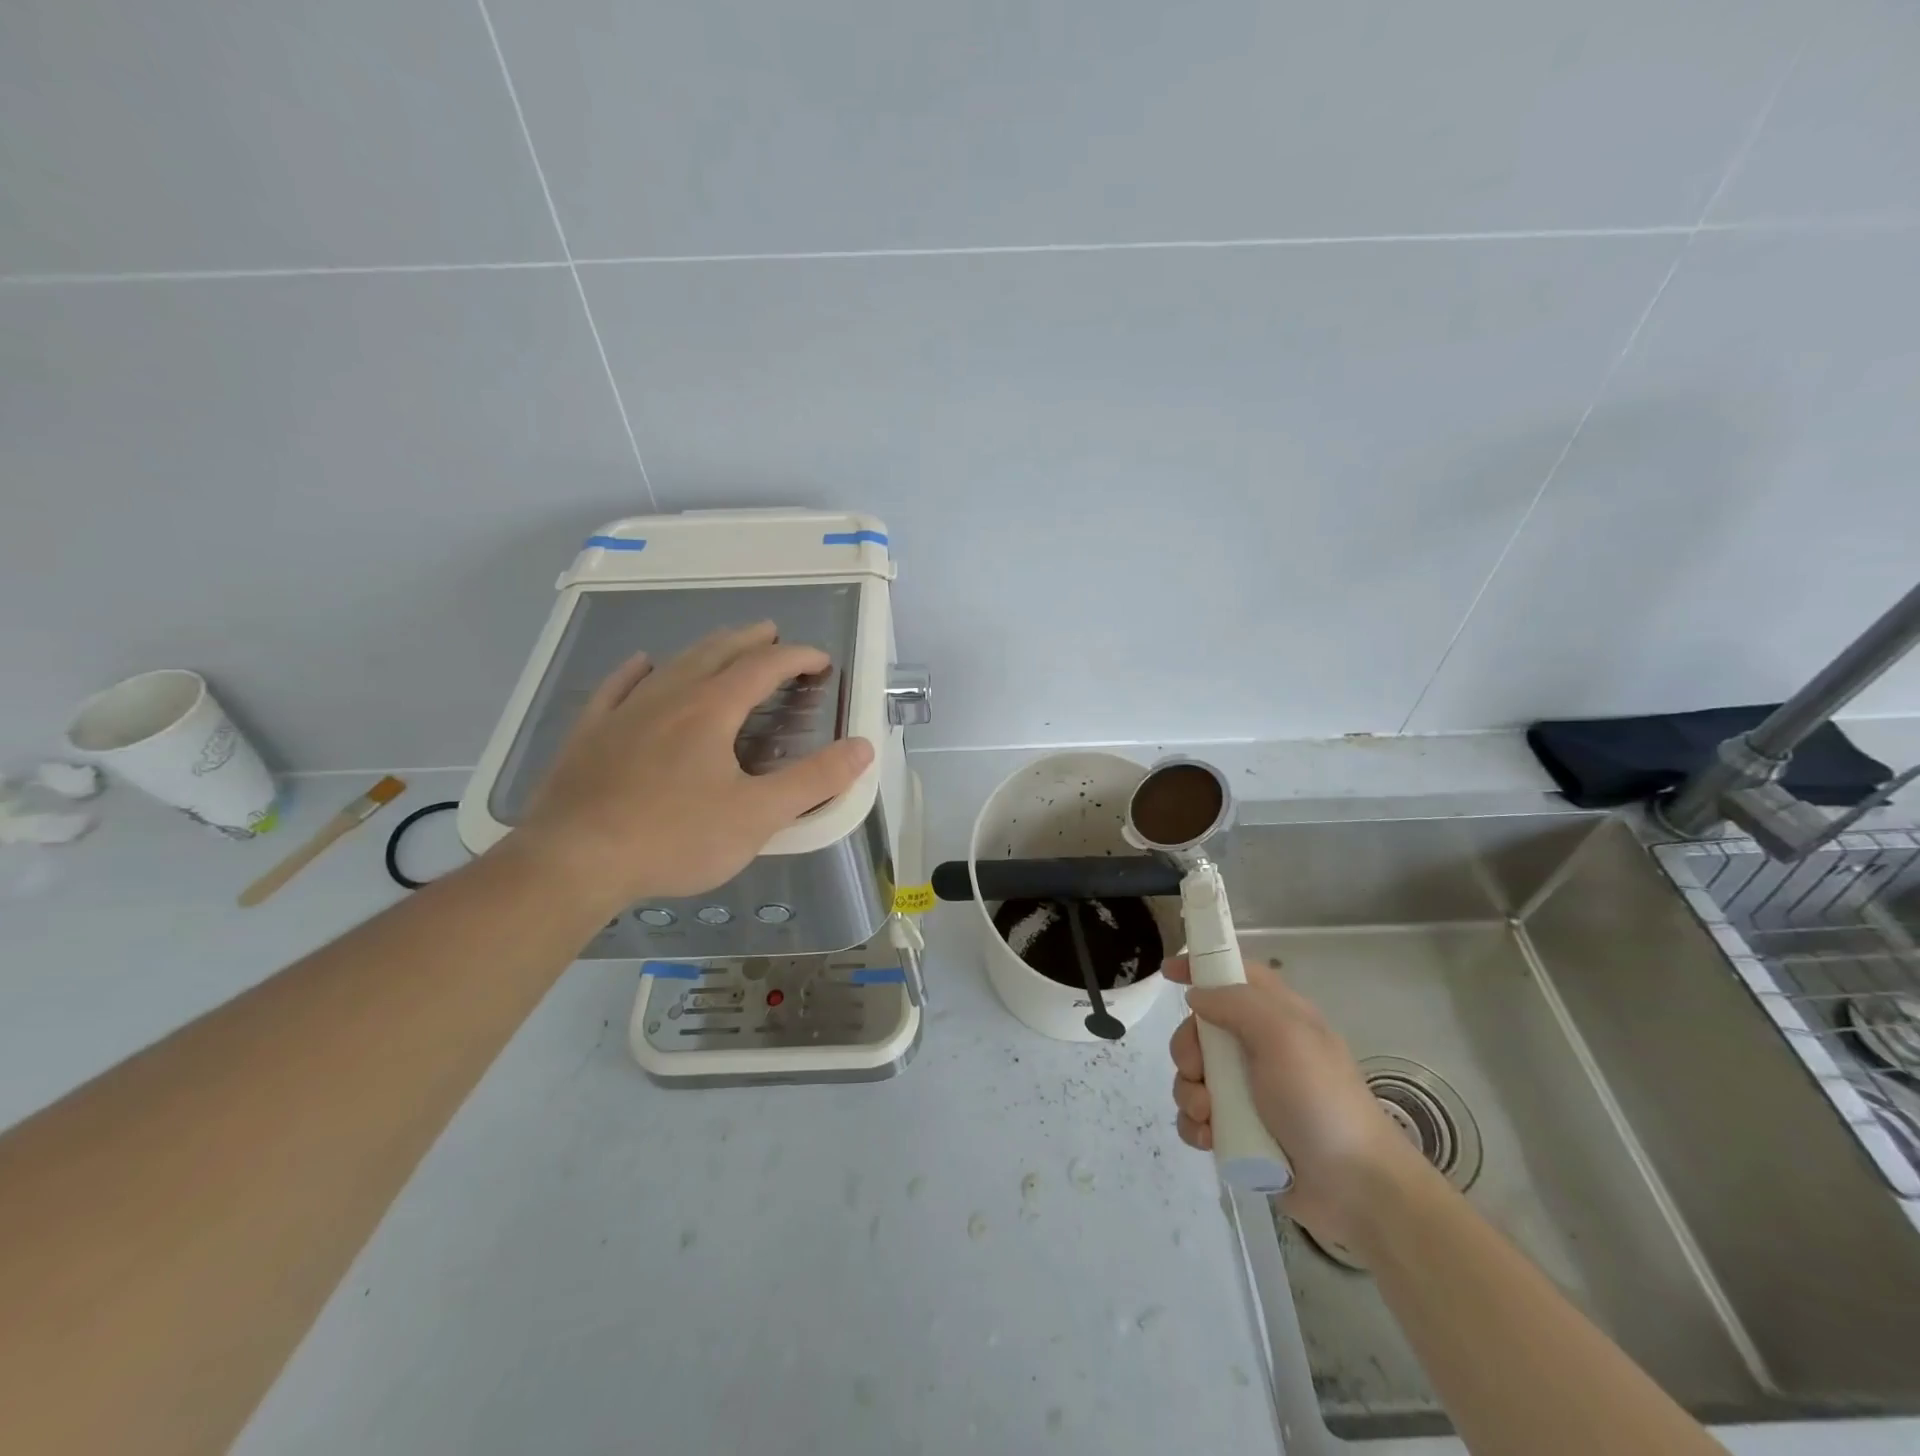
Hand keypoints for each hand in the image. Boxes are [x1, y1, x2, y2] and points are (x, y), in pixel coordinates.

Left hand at [515, 622, 873, 909]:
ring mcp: (624, 711)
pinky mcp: (590, 733)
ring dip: (705, 649)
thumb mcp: (758, 815)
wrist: (572, 861)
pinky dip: (638, 670)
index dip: (797, 658)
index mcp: (712, 709)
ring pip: (672, 664)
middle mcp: (669, 696)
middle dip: (751, 640)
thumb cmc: (674, 838)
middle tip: (773, 635)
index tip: (821, 660)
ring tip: (723, 645)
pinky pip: (617, 687)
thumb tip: (863, 747)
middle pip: (717, 652)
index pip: (764, 667)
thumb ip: (814, 780)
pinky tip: (641, 664)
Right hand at [1166, 956, 1427, 1246]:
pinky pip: (1197, 1117)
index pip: (1233, 974)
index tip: (1167, 973)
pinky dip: (1195, 1125)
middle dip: (1187, 1049)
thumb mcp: (1284, 1035)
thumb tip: (1197, 996)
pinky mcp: (1240, 1130)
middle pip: (1201, 1030)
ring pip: (1193, 1076)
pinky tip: (1209, 1137)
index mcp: (1277, 1016)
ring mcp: (1249, 1092)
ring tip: (1209, 1115)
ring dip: (1189, 1093)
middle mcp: (1260, 1048)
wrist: (1356, 1188)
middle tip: (1199, 1071)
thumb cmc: (1320, 1099)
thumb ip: (1237, 1003)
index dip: (1201, 968)